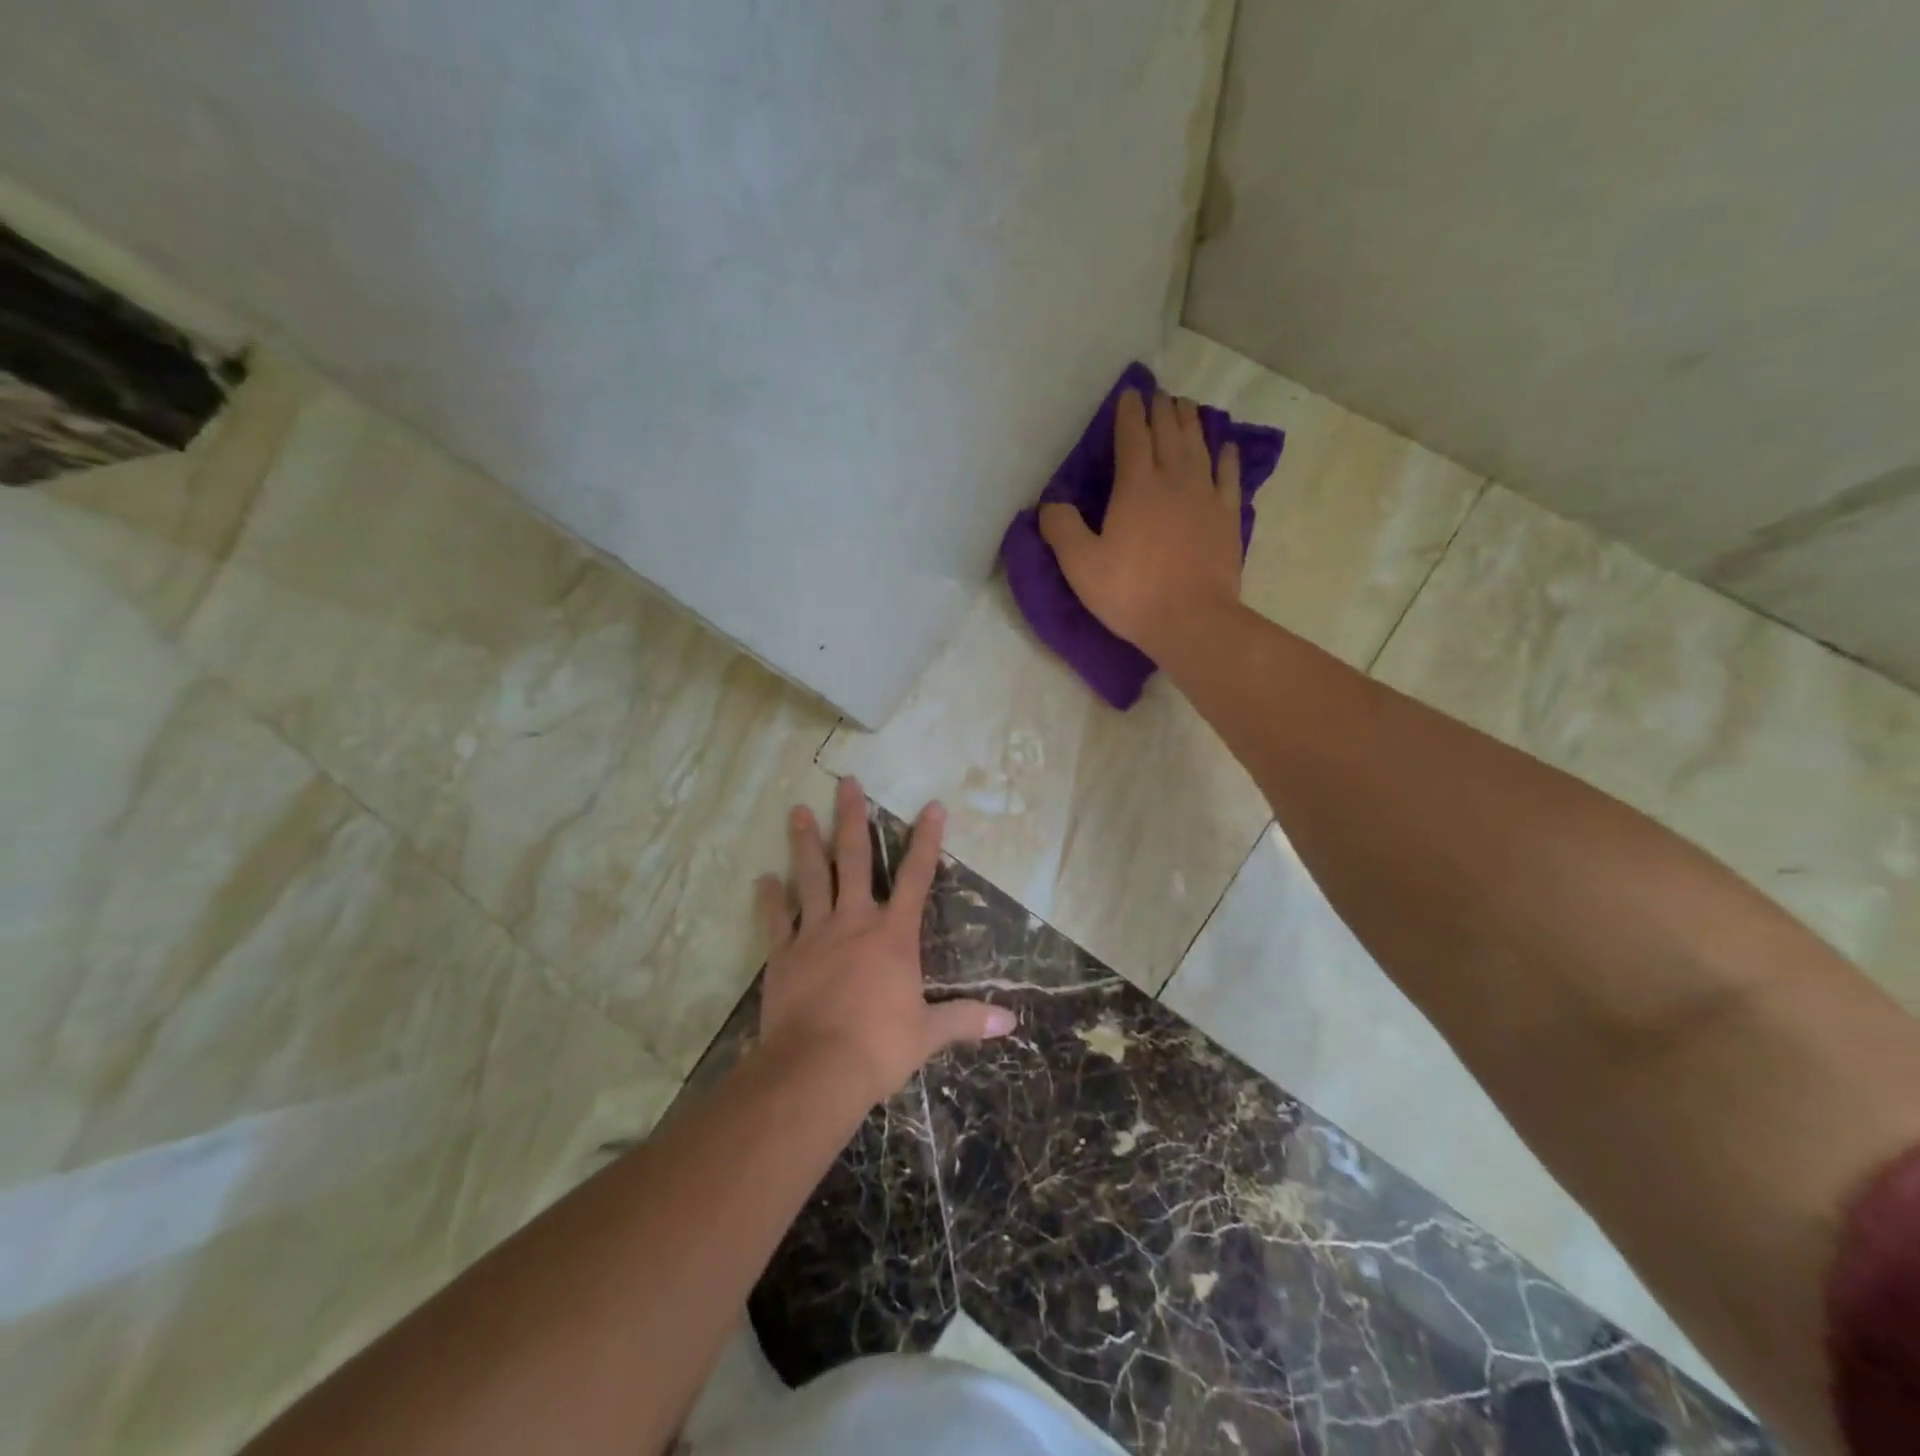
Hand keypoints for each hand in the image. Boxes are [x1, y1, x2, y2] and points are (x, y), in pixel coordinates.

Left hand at [755, 776, 1015, 1104]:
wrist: (817, 1069)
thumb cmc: (879, 1047)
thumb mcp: (929, 1034)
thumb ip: (966, 1020)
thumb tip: (1011, 1020)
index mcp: (893, 935)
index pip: (916, 877)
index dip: (926, 840)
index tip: (931, 806)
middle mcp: (854, 922)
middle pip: (853, 859)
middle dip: (851, 818)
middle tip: (845, 782)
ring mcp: (814, 934)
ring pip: (810, 877)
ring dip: (804, 842)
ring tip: (796, 810)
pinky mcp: (783, 954)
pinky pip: (775, 919)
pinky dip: (769, 898)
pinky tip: (762, 878)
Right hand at [1039, 389, 1243, 656]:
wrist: (1191, 620)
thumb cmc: (1131, 592)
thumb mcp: (1080, 565)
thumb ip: (1061, 528)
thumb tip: (1049, 504)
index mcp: (1136, 487)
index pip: (1132, 437)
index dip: (1129, 413)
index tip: (1130, 394)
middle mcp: (1173, 479)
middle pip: (1168, 433)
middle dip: (1161, 410)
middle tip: (1158, 394)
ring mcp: (1205, 496)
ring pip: (1198, 446)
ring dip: (1191, 423)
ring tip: (1186, 406)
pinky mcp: (1227, 517)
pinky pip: (1229, 476)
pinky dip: (1226, 457)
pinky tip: (1226, 446)